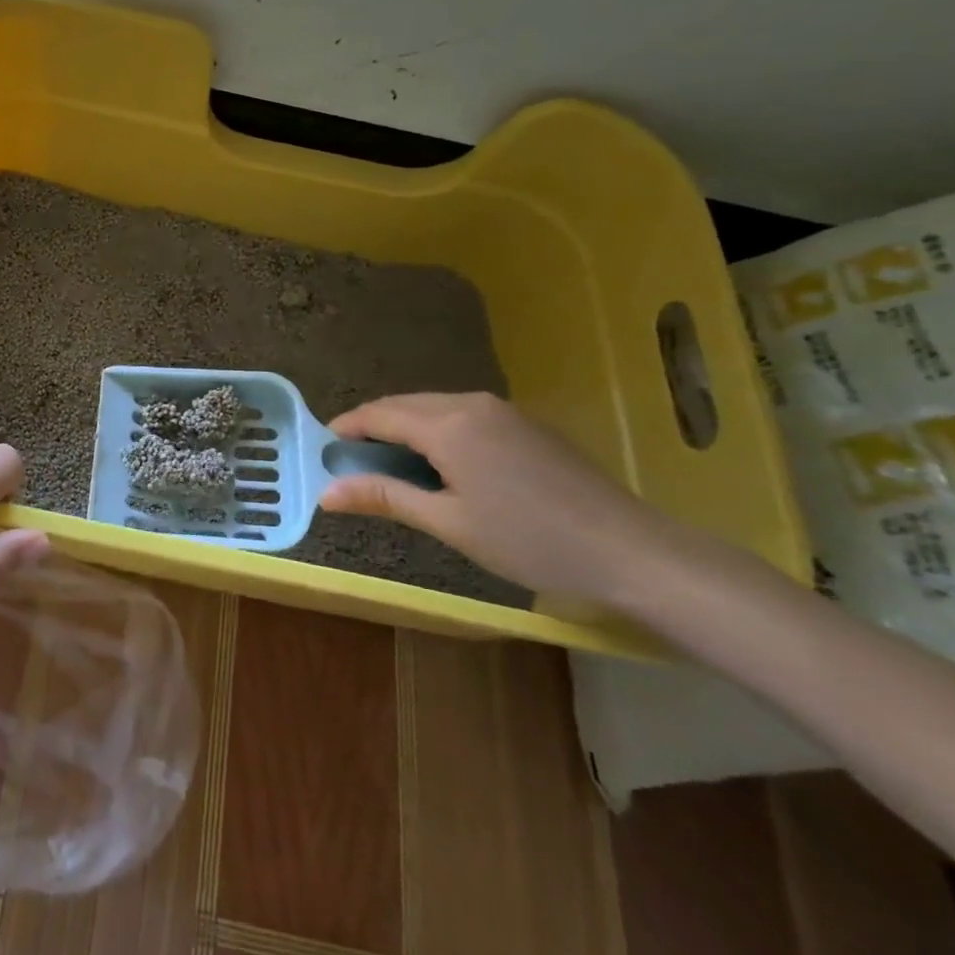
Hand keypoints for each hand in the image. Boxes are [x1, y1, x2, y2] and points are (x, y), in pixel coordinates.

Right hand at [320, 392, 701, 605]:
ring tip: (392, 465)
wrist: (631, 551)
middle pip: (405, 405)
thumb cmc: (530, 540)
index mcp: (448, 424)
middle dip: (373, 427)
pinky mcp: (525, 424)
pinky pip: (463, 415)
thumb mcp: (449, 523)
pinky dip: (437, 431)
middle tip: (352, 462)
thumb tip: (325, 493)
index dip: (346, 428)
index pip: (379, 414)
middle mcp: (471, 403)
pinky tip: (442, 464)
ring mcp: (503, 410)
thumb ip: (384, 498)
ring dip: (406, 428)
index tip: (322, 449)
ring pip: (435, 408)